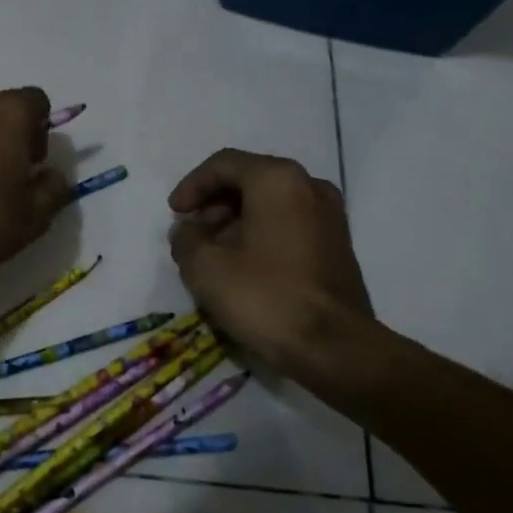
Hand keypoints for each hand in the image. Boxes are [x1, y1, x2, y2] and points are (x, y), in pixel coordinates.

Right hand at [168, 149, 374, 373]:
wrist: (335, 348)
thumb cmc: (265, 296)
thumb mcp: (204, 267)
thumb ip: (185, 238)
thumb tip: (188, 231)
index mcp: (277, 179)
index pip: (223, 164)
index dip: (192, 186)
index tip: (174, 214)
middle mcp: (309, 186)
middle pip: (249, 180)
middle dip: (214, 204)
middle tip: (192, 234)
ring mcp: (330, 215)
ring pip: (270, 203)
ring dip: (236, 221)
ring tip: (213, 254)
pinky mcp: (337, 245)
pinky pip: (290, 224)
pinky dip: (261, 234)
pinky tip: (243, 266)